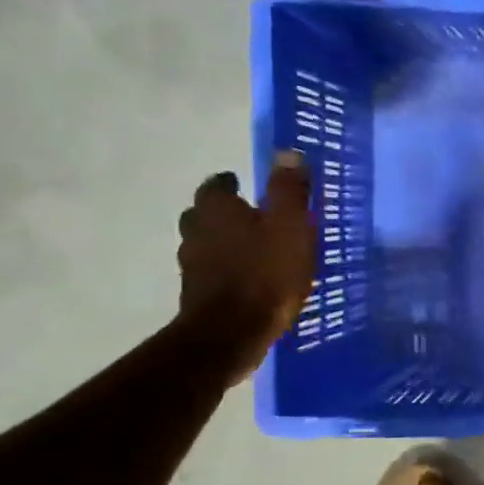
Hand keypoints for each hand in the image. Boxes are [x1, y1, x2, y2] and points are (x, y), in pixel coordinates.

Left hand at [177, 152, 315, 382]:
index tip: (243, 184)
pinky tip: (248, 279)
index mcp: (217, 210)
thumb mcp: (290, 225)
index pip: (216, 186)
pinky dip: (227, 270)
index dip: (229, 183)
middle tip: (249, 215)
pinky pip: (212, 272)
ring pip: (206, 244)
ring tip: (252, 248)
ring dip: (224, 242)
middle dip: (224, 212)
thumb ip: (289, 190)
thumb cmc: (266, 272)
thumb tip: (287, 152)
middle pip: (204, 214)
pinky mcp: (198, 296)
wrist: (232, 332)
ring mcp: (193, 266)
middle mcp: (196, 232)